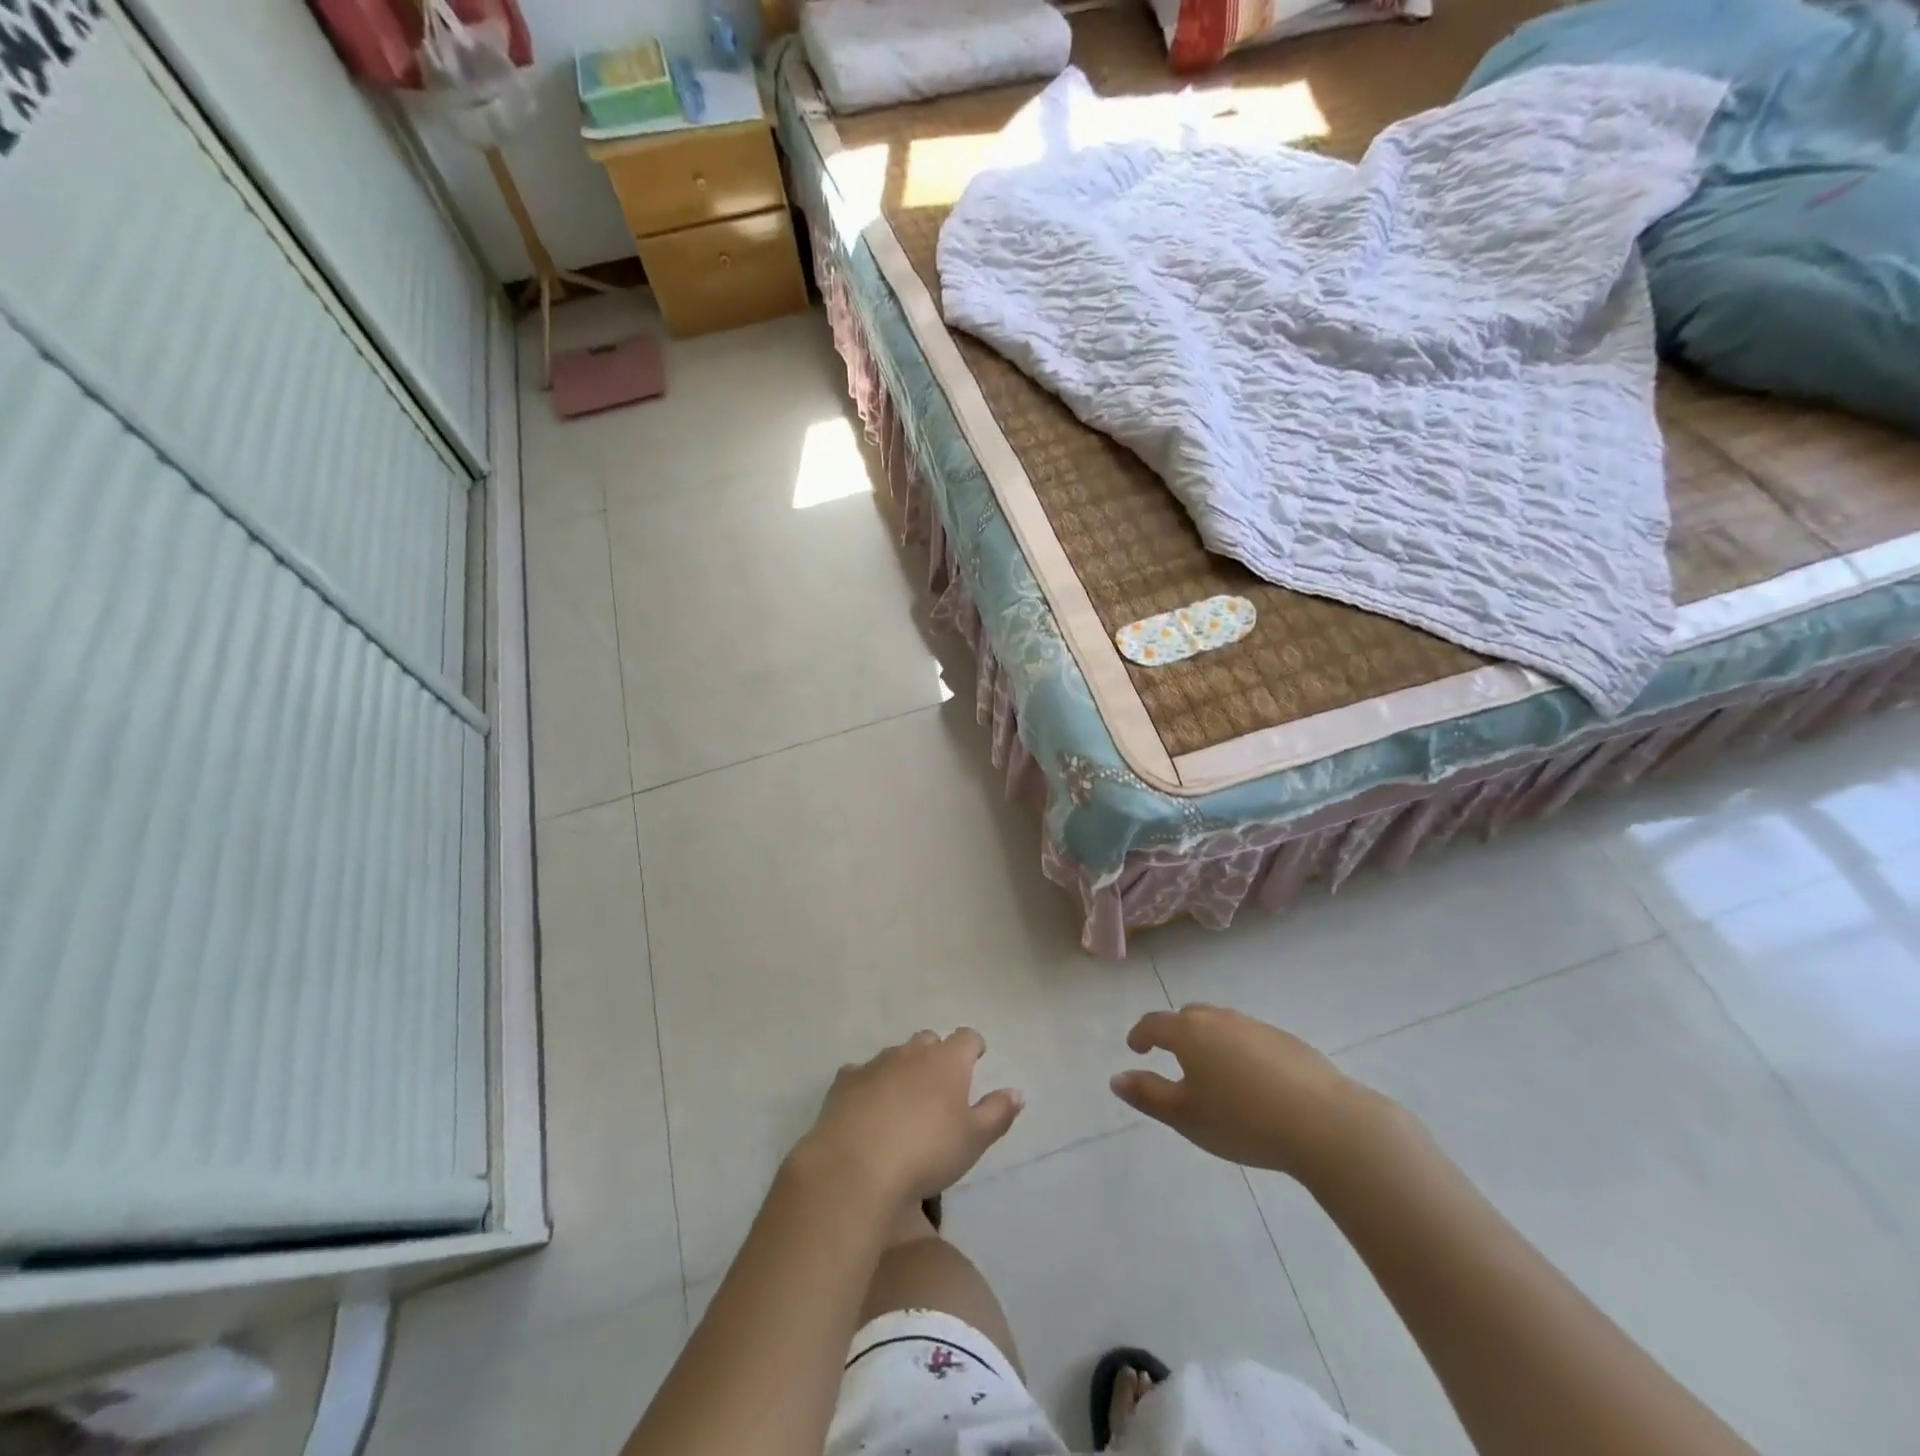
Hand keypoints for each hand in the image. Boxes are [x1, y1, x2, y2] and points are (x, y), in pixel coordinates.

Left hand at [793, 1029, 1024, 1207]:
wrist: (856, 1167)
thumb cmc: (926, 1152)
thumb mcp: (973, 1140)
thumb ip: (997, 1113)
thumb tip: (1016, 1092)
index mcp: (947, 1061)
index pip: (967, 1038)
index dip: (973, 1047)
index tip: (976, 1059)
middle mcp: (912, 1052)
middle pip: (929, 1040)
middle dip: (936, 1055)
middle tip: (940, 1085)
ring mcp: (876, 1063)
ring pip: (895, 1054)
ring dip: (903, 1069)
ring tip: (905, 1100)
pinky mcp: (845, 1081)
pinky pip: (862, 1073)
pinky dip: (869, 1084)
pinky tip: (867, 1107)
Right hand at [1110, 1005, 1392, 1182]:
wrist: (1325, 1123)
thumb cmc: (1244, 1121)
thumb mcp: (1186, 1116)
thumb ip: (1148, 1095)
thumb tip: (1116, 1078)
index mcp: (1189, 1033)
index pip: (1154, 1023)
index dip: (1140, 1034)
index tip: (1135, 1048)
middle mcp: (1220, 1019)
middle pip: (1188, 1017)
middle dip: (1174, 1032)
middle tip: (1171, 1057)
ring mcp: (1256, 1026)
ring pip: (1221, 1024)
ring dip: (1208, 1040)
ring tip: (1211, 1070)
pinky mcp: (1286, 1039)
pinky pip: (1248, 1036)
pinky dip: (1238, 1049)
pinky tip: (1251, 1080)